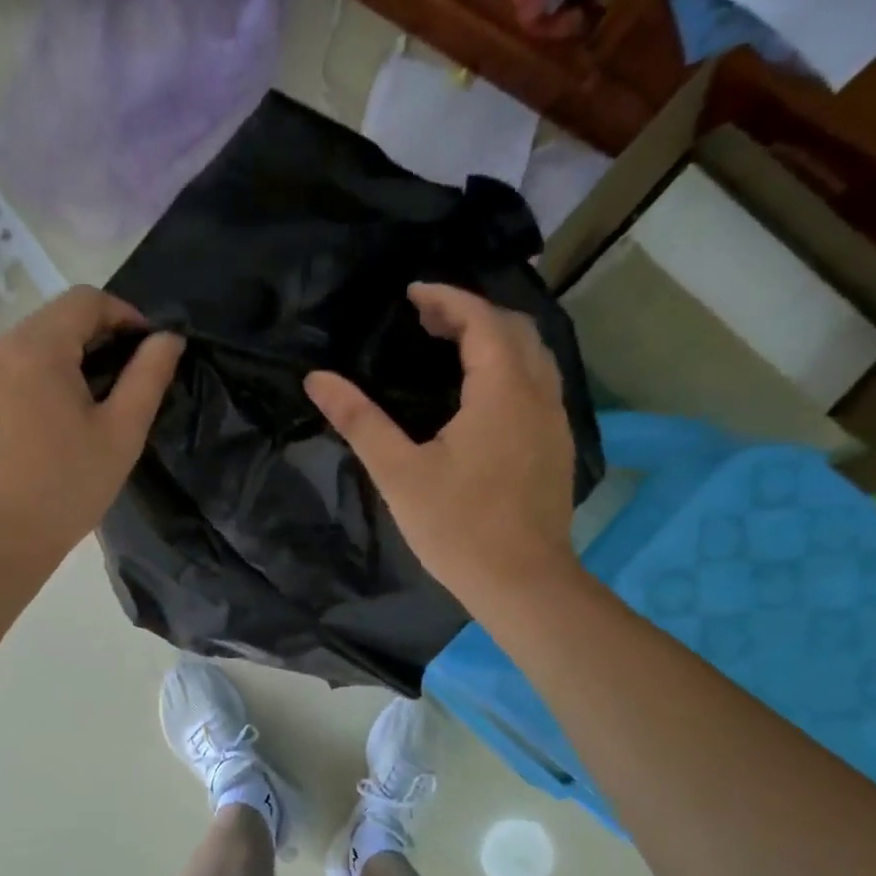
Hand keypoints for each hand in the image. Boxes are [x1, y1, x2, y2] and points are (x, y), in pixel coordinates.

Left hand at [0, 286, 182, 573]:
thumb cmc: (65, 489)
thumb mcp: (121, 434)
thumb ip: (148, 376)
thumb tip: (168, 338)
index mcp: (33, 347)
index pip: (84, 300)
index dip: (122, 315)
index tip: (142, 347)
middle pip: (49, 324)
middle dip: (86, 345)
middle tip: (110, 391)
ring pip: (19, 350)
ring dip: (50, 367)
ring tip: (68, 415)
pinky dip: (18, 388)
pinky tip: (30, 431)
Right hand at [304, 283, 581, 615]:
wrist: (523, 583)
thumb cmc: (457, 526)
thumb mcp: (398, 472)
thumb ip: (359, 420)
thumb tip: (317, 379)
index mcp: (502, 391)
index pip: (481, 321)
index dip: (447, 299)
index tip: (412, 293)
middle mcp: (538, 395)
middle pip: (514, 329)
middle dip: (471, 313)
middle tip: (425, 318)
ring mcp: (555, 421)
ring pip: (533, 356)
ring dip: (494, 339)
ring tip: (451, 346)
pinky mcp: (557, 446)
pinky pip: (538, 383)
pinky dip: (509, 367)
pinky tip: (482, 393)